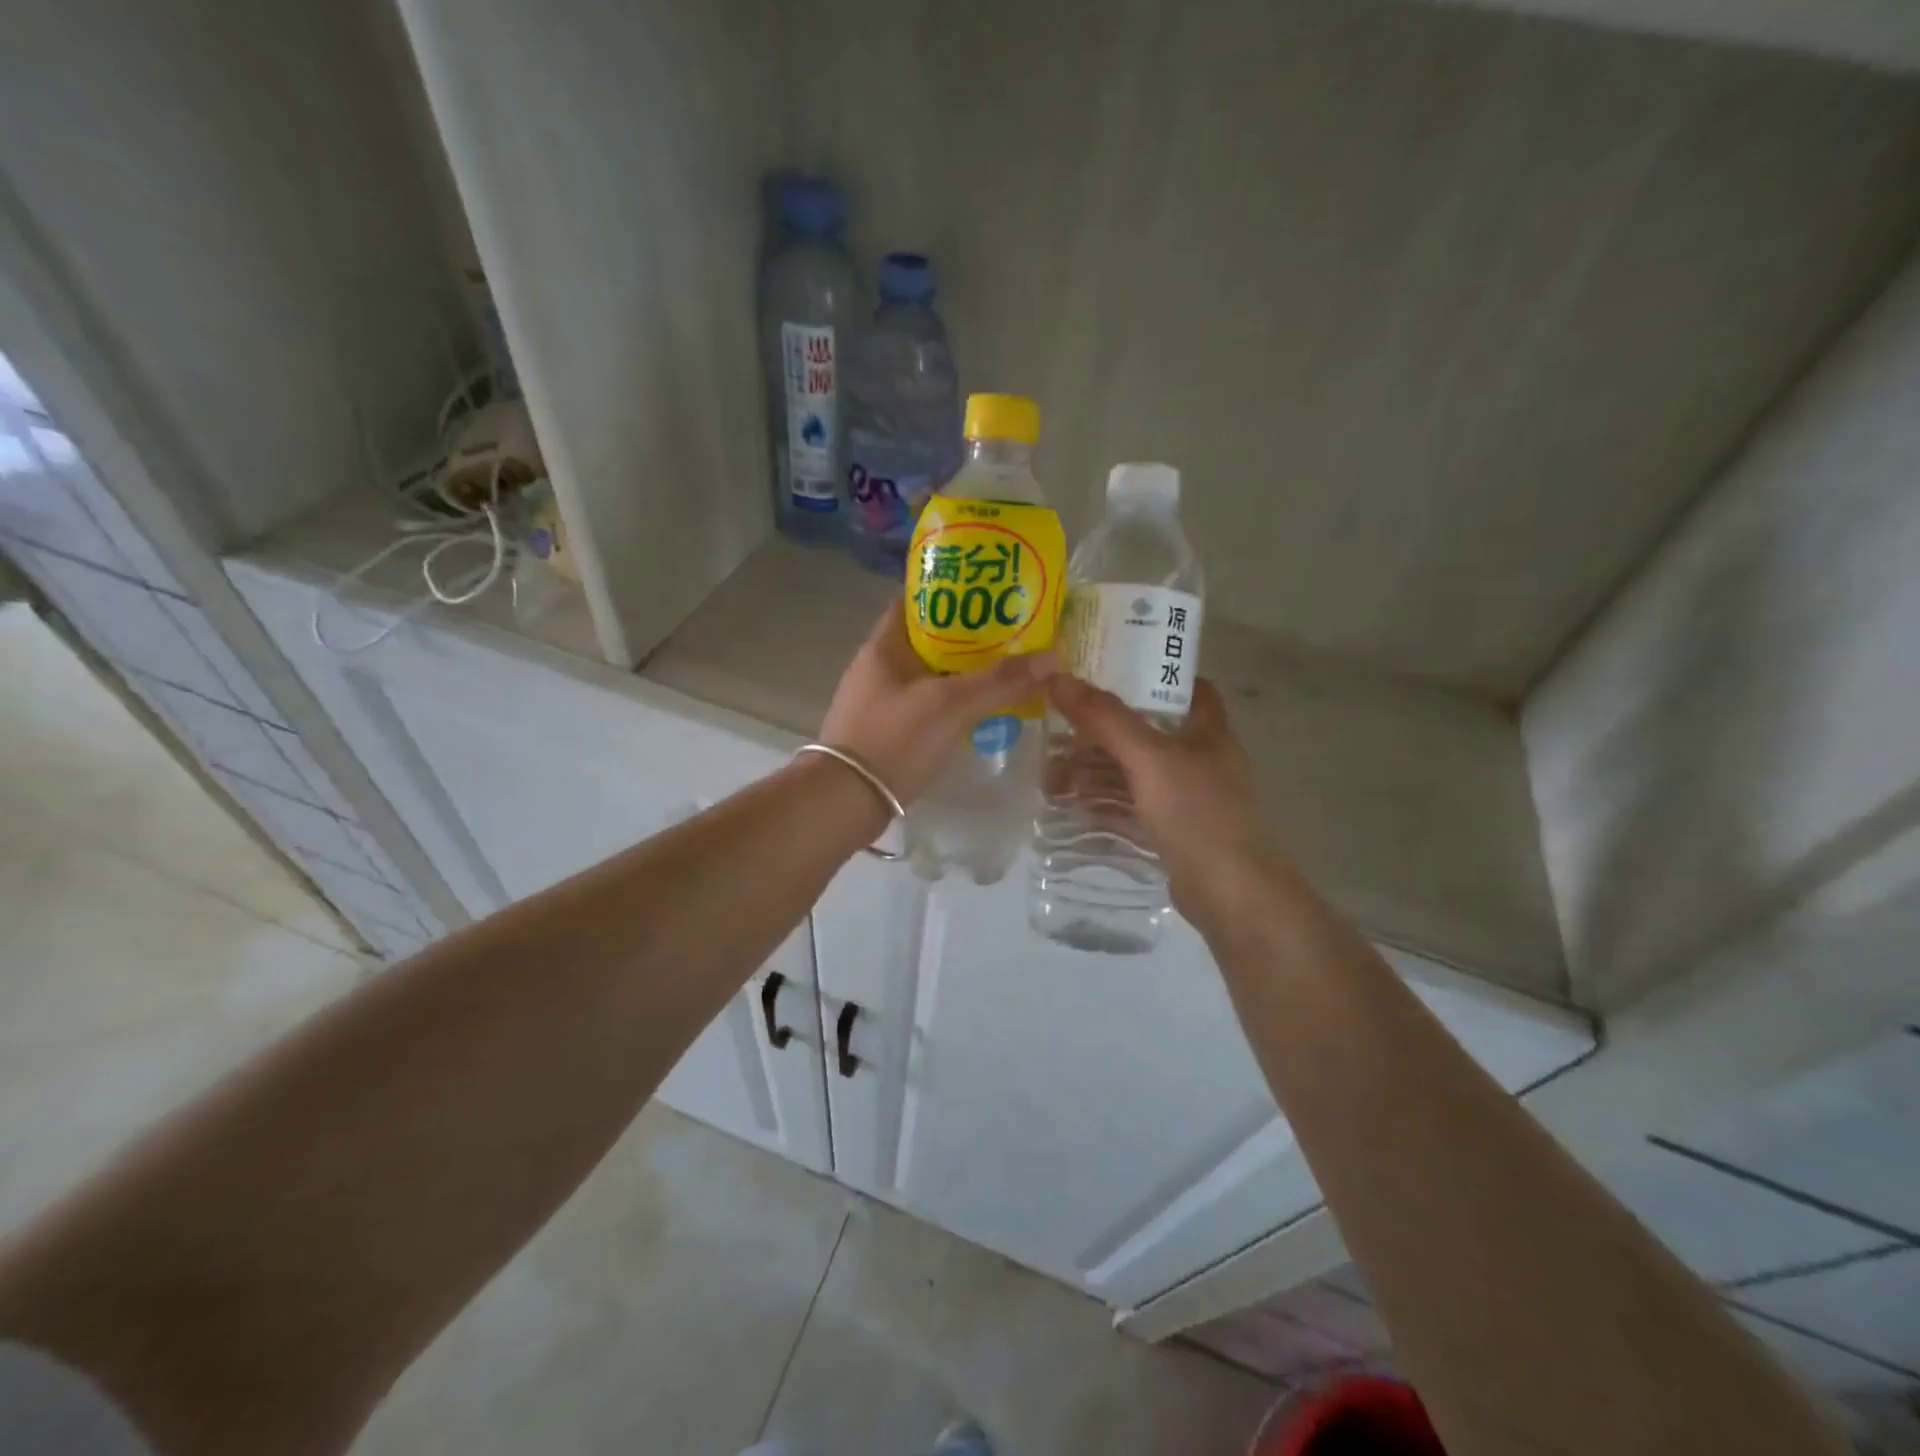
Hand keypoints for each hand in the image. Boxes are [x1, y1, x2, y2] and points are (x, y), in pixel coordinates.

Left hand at [820, 607, 1053, 803]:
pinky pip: (924, 705)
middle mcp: (877, 667)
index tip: (991, 596)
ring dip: (961, 673)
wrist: (845, 802)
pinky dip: (950, 703)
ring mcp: (879, 701)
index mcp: (884, 646)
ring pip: (928, 675)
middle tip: (1012, 636)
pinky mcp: (884, 731)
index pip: (917, 602)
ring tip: (1005, 671)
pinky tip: (977, 712)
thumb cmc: (893, 740)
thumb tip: (1052, 655)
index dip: (953, 593)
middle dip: (968, 638)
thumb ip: (1000, 681)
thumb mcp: (950, 705)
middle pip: (928, 640)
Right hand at [1047, 676, 1276, 926]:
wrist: (1231, 894)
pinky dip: (1101, 802)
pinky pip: (1130, 806)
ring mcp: (1186, 798)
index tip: (1104, 671)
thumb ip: (1105, 719)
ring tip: (1049, 774)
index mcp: (1207, 730)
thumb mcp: (1149, 758)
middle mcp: (1199, 759)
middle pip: (1145, 731)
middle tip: (1057, 729)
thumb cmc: (1197, 813)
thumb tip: (1058, 678)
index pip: (1185, 687)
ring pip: (1133, 772)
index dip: (1148, 675)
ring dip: (1094, 770)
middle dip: (1100, 731)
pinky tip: (1069, 804)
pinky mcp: (1171, 831)